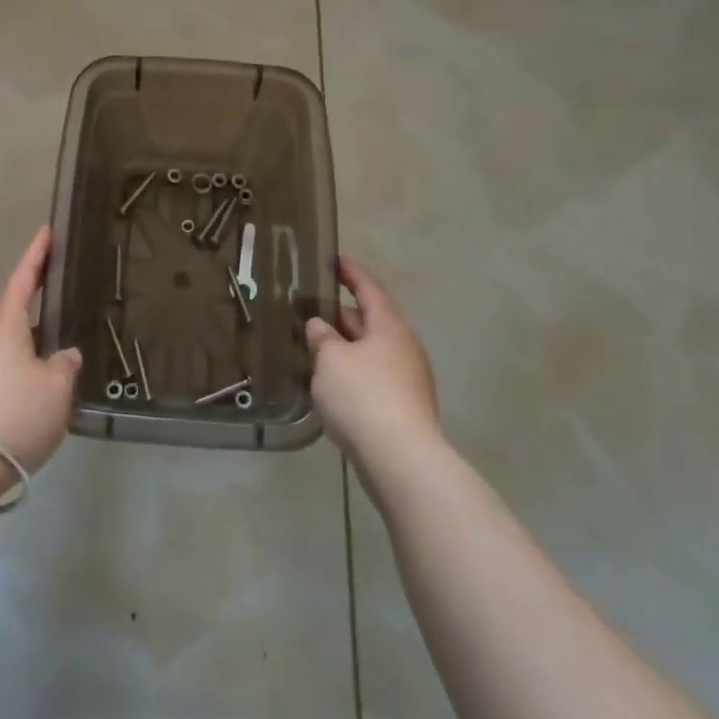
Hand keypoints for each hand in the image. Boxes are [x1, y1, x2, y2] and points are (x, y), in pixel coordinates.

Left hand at [0, 226, 82, 474]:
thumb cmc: (14, 412)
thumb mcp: (56, 387)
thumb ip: (65, 364)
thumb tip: (64, 355)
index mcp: (5, 325)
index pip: (23, 279)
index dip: (37, 254)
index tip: (46, 231)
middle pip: (14, 314)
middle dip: (40, 310)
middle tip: (66, 303)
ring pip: (9, 347)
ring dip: (33, 348)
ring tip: (61, 358)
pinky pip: (1, 373)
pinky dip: (22, 373)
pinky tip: (40, 393)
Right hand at [306, 256, 440, 471]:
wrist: (400, 460)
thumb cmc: (362, 396)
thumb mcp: (330, 359)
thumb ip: (321, 337)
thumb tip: (319, 325)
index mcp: (389, 326)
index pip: (368, 288)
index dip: (350, 273)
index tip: (335, 258)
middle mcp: (403, 347)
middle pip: (371, 320)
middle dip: (342, 313)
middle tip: (311, 306)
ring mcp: (407, 379)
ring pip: (370, 351)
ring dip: (345, 346)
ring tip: (315, 344)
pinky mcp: (403, 407)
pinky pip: (372, 377)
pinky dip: (351, 371)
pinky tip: (329, 382)